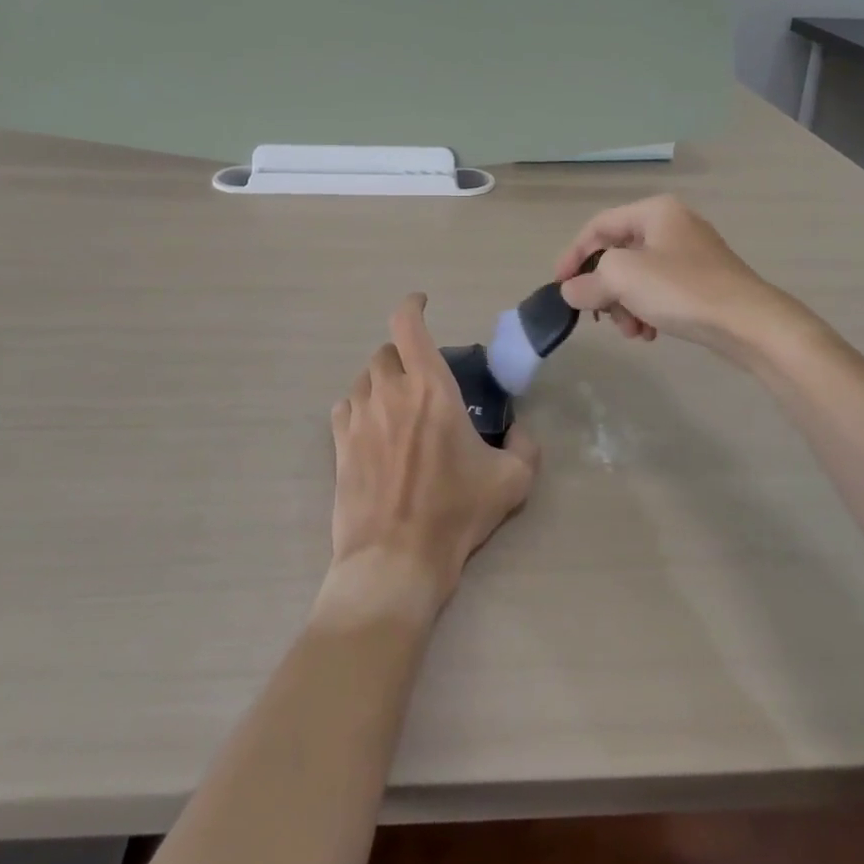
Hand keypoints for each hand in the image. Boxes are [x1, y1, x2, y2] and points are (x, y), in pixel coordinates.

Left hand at [326, 295, 539, 613]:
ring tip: (398, 406)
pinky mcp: (339, 444)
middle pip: (386, 352)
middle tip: (422, 380)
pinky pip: (345, 408)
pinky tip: (373, 428)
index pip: (408, 324)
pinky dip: (360, 407)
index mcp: (430, 388)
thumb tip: (518, 430)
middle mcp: (390, 392)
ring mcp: (359, 417)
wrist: (395, 559)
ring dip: (382, 382)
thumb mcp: (511, 480)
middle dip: (404, 357)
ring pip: (364, 379)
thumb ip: (524, 445)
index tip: (423, 303)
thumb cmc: (455, 514)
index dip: (413, 305)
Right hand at [554, 195, 800, 360]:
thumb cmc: (681, 289)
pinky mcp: (703, 281)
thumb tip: (571, 291)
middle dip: (605, 289)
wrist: (750, 323)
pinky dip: (647, 310)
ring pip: (638, 277)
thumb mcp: (623, 279)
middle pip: (618, 254)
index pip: (598, 226)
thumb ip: (588, 283)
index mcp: (654, 211)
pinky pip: (660, 290)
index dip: (573, 255)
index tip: (560, 287)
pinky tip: (651, 334)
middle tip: (601, 317)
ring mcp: (691, 253)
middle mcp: (672, 224)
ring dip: (625, 306)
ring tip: (632, 332)